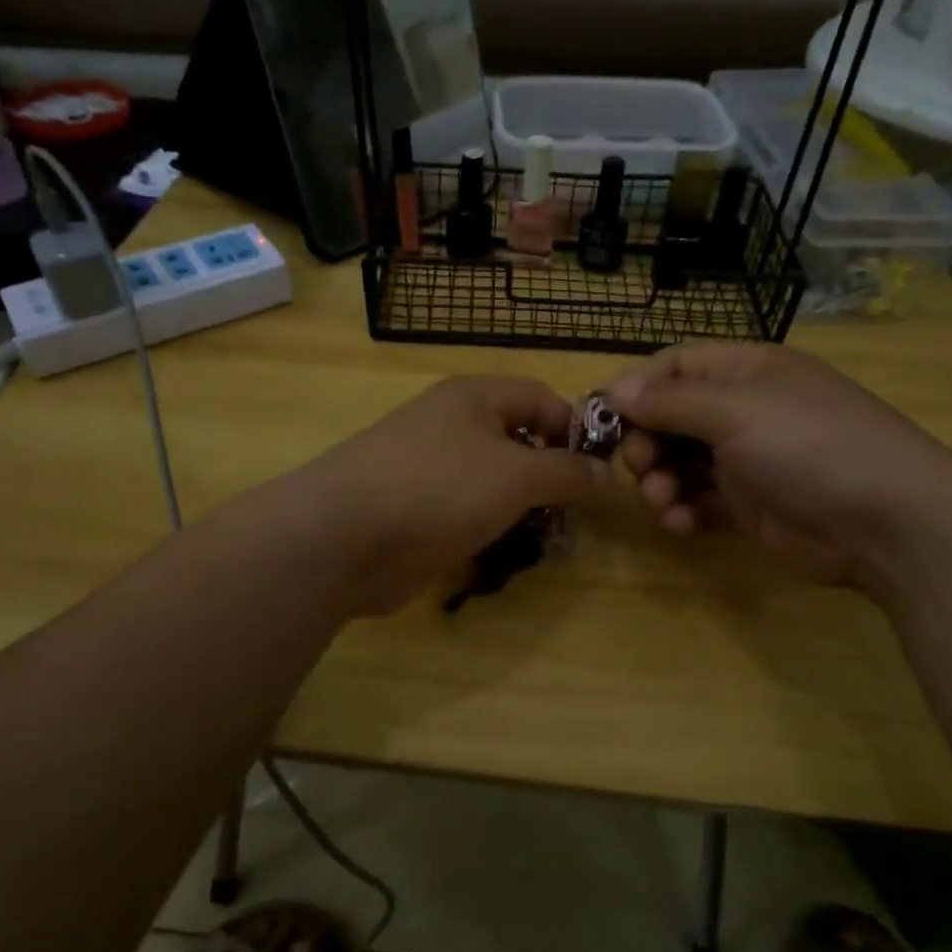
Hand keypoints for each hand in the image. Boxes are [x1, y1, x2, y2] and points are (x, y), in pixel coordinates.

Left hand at [292, 376, 604, 616]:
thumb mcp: (517, 475)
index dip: (575, 429)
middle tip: (576, 513)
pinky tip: (502, 554)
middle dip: (550, 475)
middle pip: (518, 441)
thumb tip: (608, 474)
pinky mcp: (417, 513)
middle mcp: (452, 427)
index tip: (600, 471)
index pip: (541, 397)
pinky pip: (466, 514)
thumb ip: (567, 472)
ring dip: (522, 508)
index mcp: (474, 398)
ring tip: (546, 537)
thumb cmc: (439, 488)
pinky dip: (489, 530)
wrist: (343, 537)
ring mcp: (430, 471)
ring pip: (493, 483)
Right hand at [605, 343, 951, 587]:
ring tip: (662, 500)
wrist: (889, 523)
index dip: (635, 388)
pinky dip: (681, 511)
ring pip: (677, 463)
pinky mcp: (747, 507)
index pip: (674, 366)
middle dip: (644, 442)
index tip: (602, 419)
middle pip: (668, 418)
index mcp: (744, 372)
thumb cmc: (811, 447)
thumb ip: (670, 402)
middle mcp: (741, 411)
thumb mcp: (737, 413)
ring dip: (658, 482)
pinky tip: (680, 523)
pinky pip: (697, 501)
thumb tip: (613, 387)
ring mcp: (745, 461)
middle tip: (638, 466)